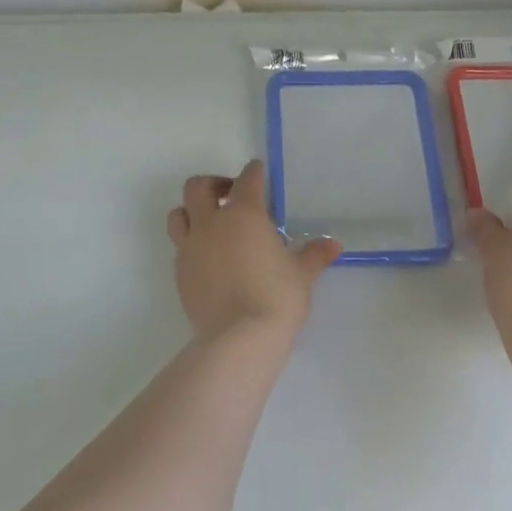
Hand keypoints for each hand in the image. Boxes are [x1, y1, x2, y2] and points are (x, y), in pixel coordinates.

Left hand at [166, 160, 340, 341]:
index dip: (254, 172)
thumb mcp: (302, 275)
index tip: (258, 172)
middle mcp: (211, 224)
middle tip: (230, 196)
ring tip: (211, 224)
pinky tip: (209, 258)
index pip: (247, 180)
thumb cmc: (276, 298)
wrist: (238, 338)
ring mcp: (190, 248)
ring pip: (178, 214)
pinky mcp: (180, 273)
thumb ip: (314, 255)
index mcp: (244, 215)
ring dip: (192, 211)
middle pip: (198, 187)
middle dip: (214, 185)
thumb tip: (334, 244)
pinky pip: (179, 246)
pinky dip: (191, 243)